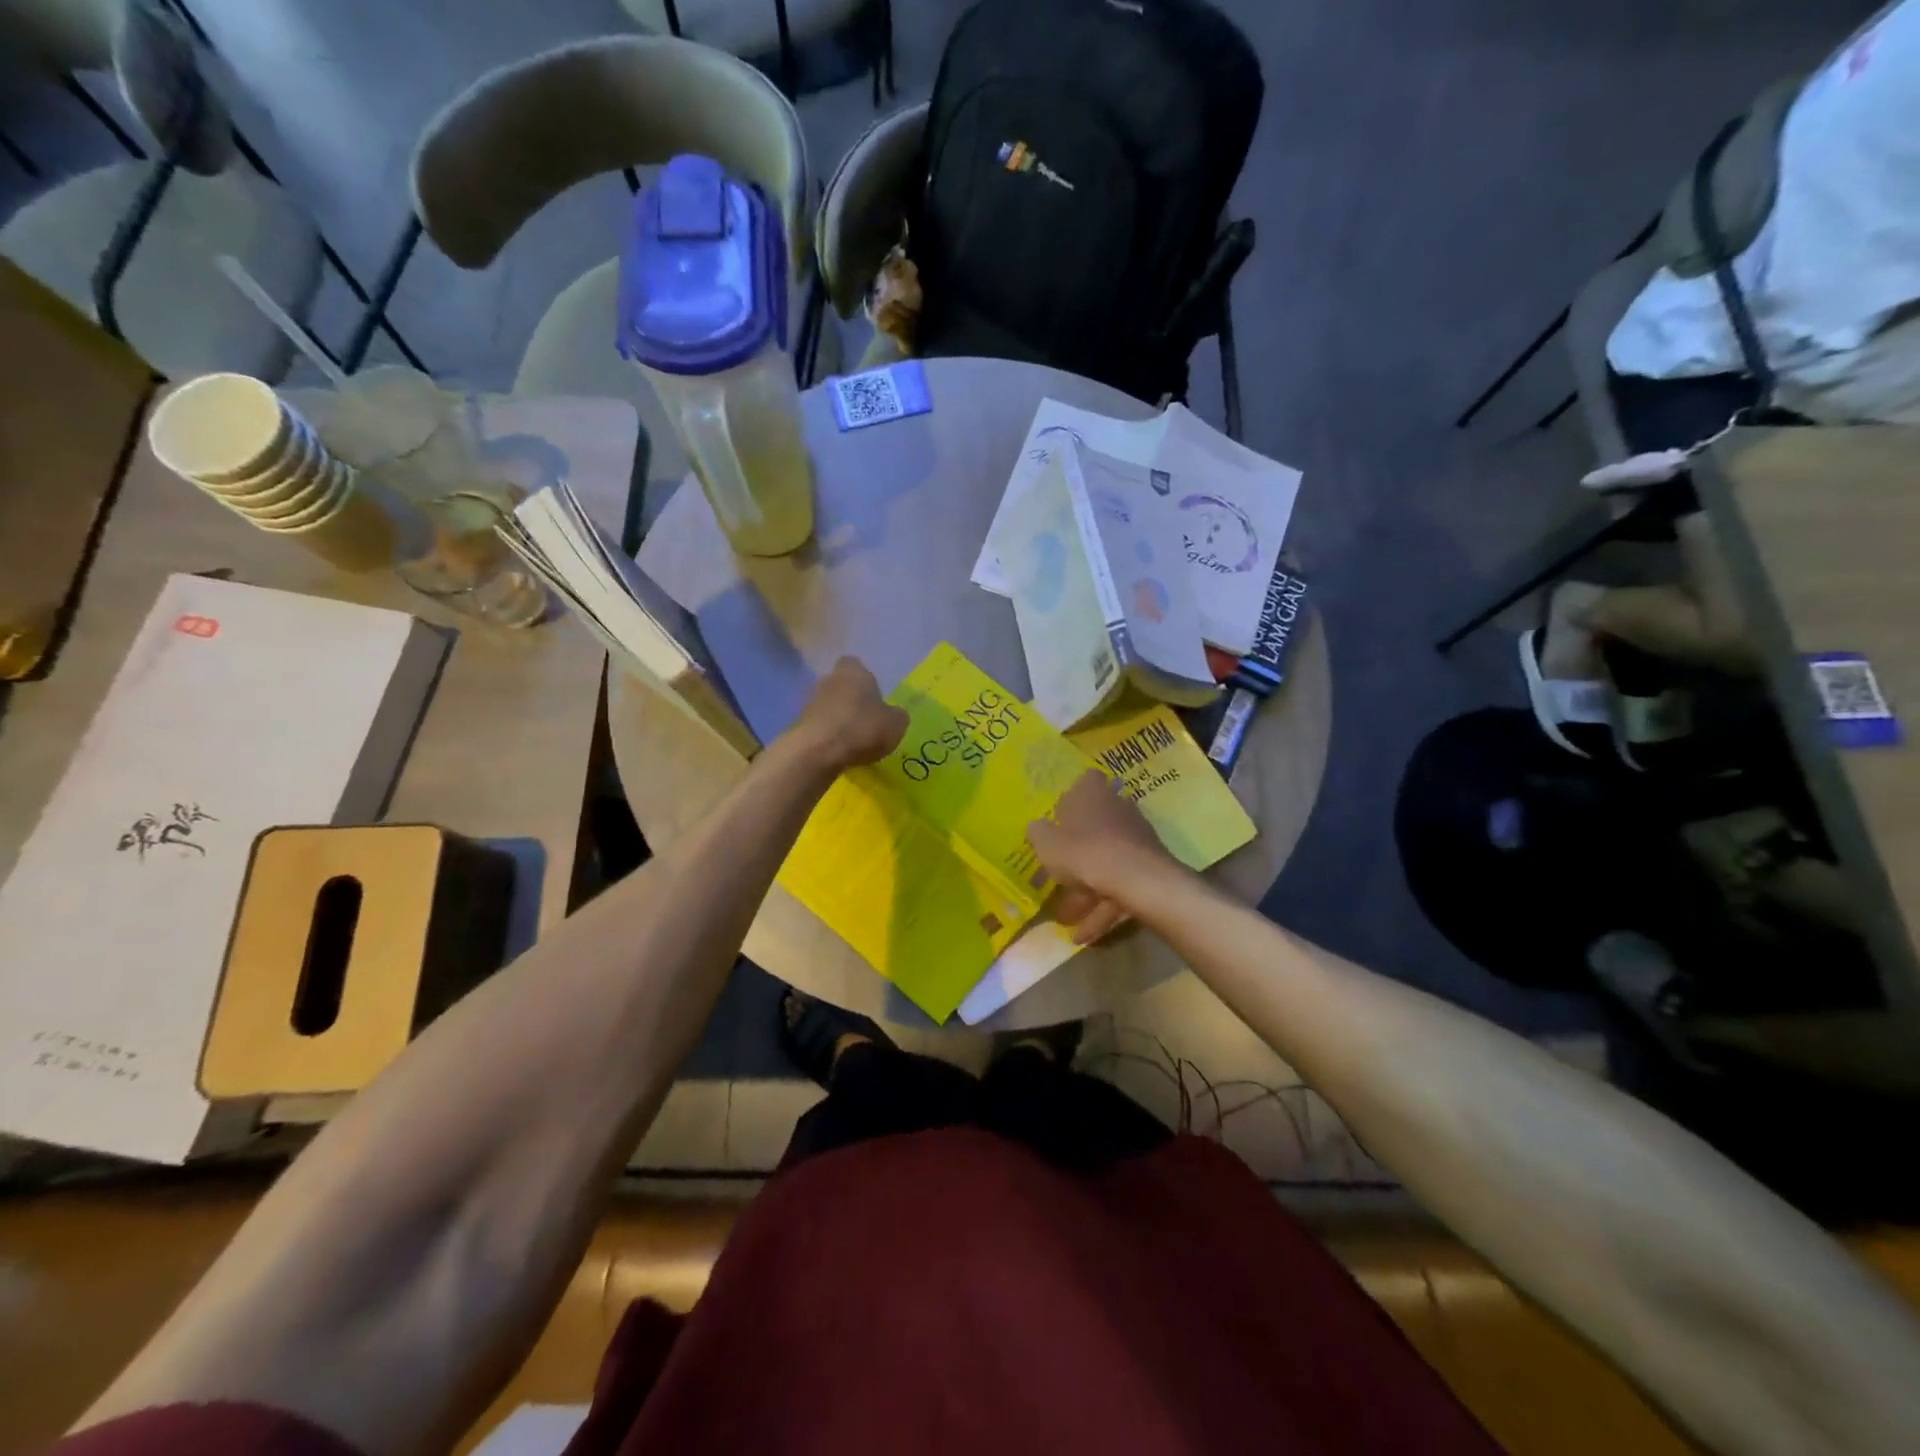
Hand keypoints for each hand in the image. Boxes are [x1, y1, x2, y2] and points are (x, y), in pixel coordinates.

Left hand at [788, 657, 908, 771]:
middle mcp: (828, 679)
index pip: (855, 664)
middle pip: (841, 685)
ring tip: (853, 739)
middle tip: (866, 720)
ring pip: (828, 705)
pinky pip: (819, 725)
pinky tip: (838, 750)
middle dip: (851, 699)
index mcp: (853, 671)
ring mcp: (809, 701)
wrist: (818, 752)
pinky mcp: (799, 723)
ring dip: (838, 718)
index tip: (874, 697)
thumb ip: (896, 715)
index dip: (865, 680)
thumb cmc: (862, 728)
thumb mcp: (895, 724)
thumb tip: (893, 714)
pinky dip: (827, 735)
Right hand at [1028, 771, 1171, 943]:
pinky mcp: (1149, 864)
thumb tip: (1037, 828)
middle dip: (1077, 853)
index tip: (1061, 819)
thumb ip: (1038, 833)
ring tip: (1069, 920)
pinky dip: (1104, 905)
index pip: (1085, 782)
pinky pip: (1121, 884)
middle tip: (1059, 877)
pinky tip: (1086, 934)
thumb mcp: (1046, 843)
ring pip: (1107, 861)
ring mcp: (1136, 837)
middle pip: (1095, 825)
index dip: (1073, 798)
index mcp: (1091, 794)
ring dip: (1088, 889)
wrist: (1137, 879)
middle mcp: (1117, 808)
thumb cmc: (1084, 851)